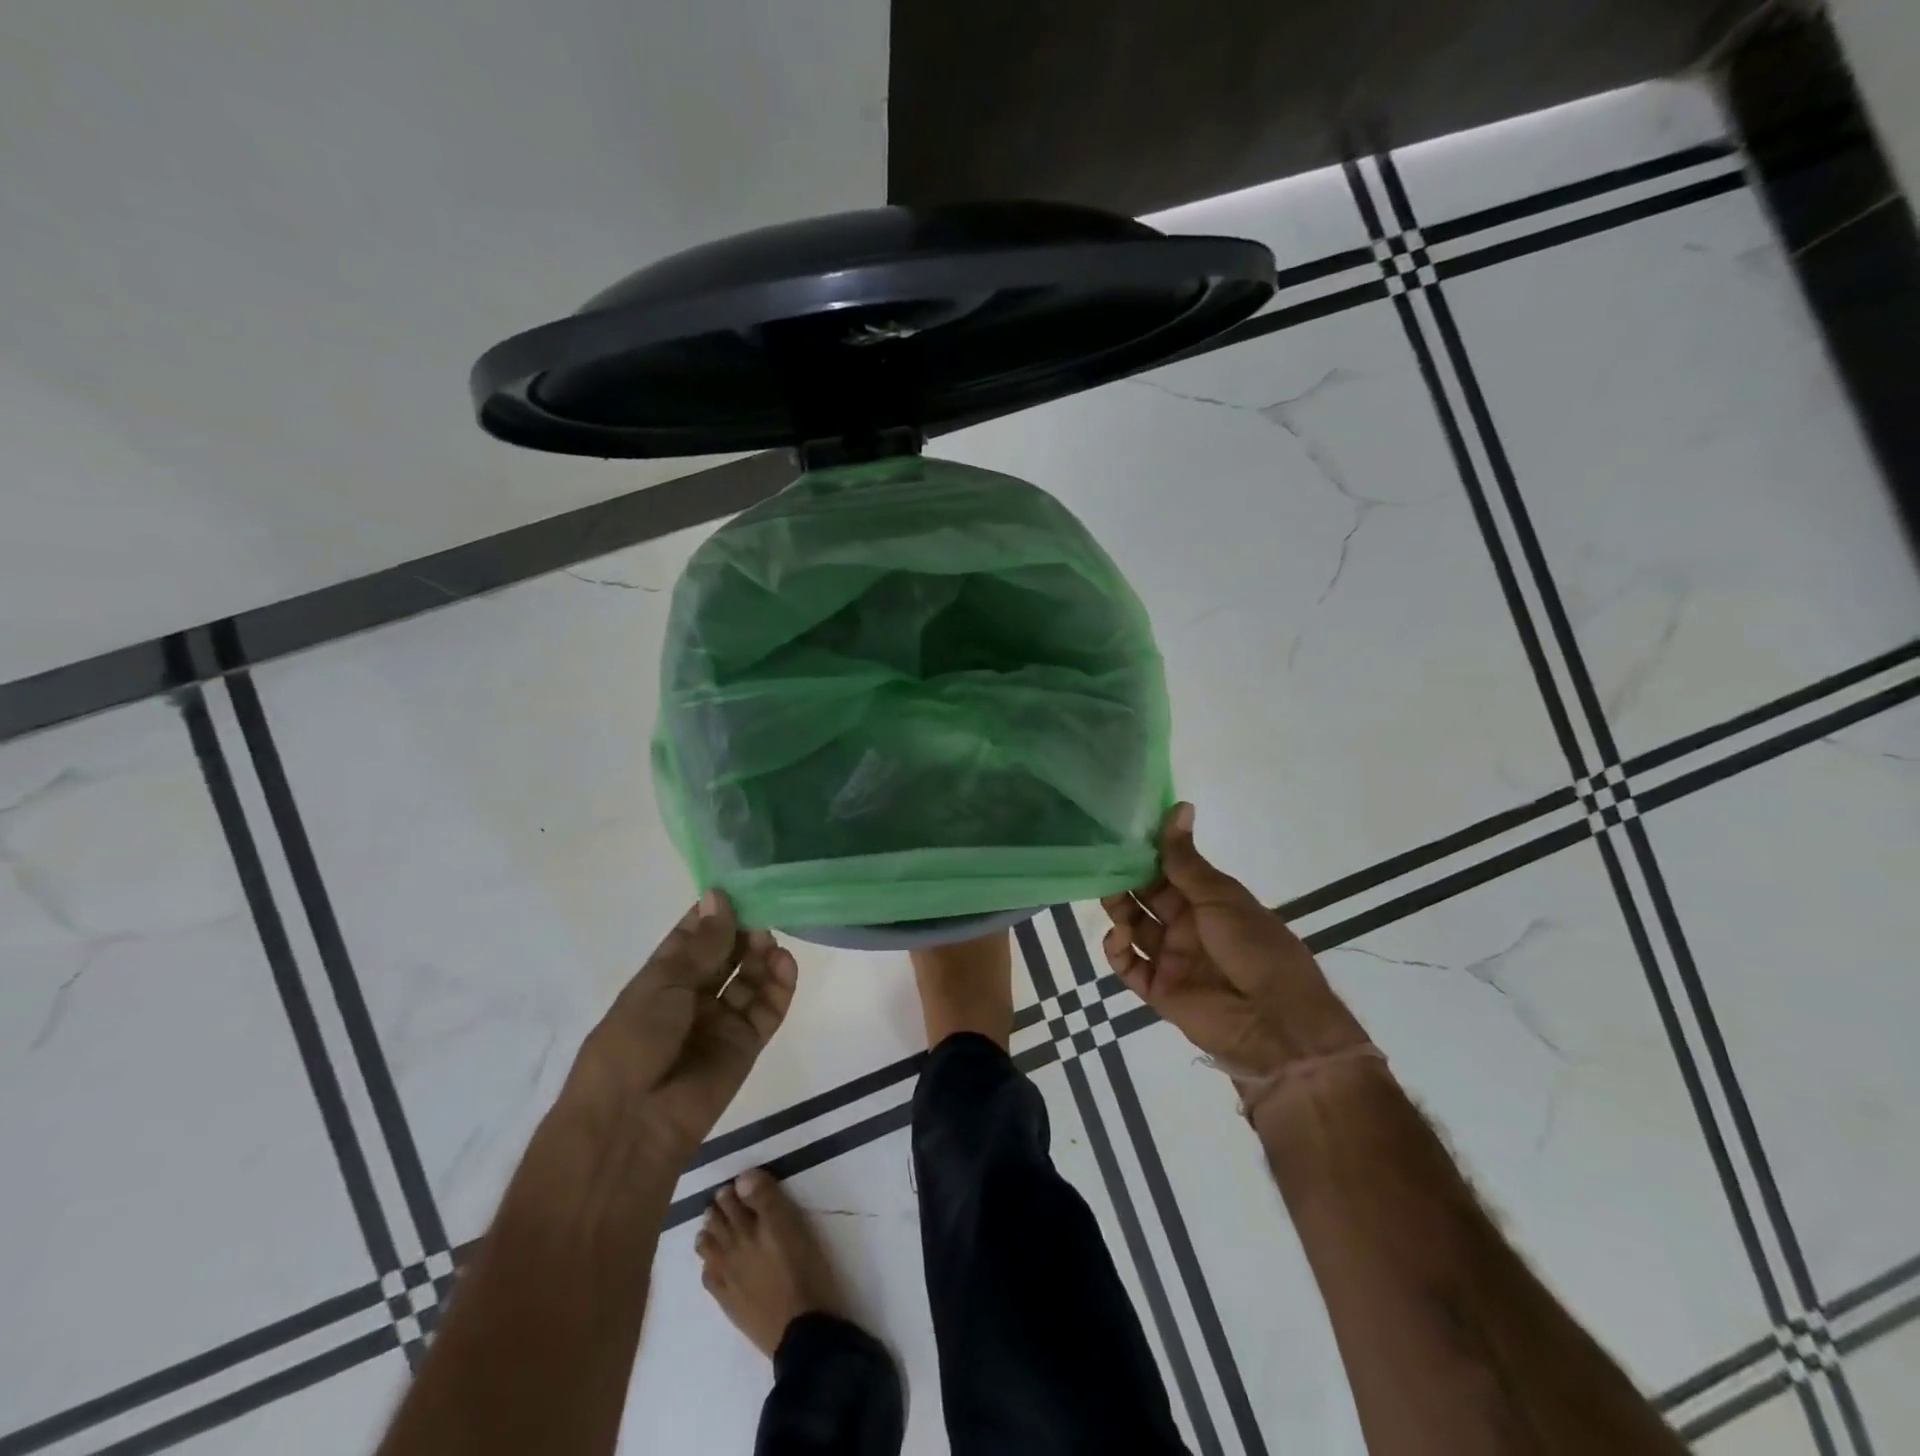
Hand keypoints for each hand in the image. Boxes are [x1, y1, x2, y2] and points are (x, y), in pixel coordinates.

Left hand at [567, 891, 797, 1168]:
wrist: (631, 1123)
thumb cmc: (632, 1042)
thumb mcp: (662, 984)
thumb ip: (701, 944)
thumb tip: (718, 896)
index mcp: (662, 978)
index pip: (693, 936)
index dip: (715, 912)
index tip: (740, 885)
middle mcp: (693, 996)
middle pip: (727, 954)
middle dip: (744, 932)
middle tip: (763, 911)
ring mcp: (721, 1021)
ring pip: (751, 978)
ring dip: (763, 956)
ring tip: (771, 940)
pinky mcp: (746, 1045)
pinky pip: (768, 1009)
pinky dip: (780, 986)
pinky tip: (786, 963)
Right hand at [1101, 804, 1367, 1080]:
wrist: (1276, 1022)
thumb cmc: (1255, 948)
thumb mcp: (1221, 897)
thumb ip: (1186, 859)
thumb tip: (1178, 806)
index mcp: (1208, 901)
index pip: (1168, 870)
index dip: (1146, 854)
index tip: (1118, 833)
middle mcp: (1187, 926)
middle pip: (1146, 898)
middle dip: (1125, 880)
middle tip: (1101, 864)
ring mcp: (1172, 958)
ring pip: (1134, 928)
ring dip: (1119, 911)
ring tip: (1110, 899)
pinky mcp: (1159, 990)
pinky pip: (1129, 967)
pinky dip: (1117, 951)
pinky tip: (1118, 937)